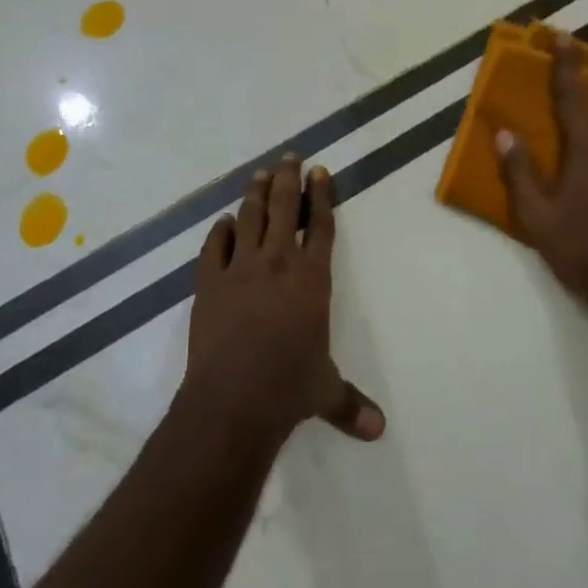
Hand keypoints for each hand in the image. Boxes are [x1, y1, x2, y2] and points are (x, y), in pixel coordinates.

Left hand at [181, 155, 385, 448]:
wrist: (233, 399)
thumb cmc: (288, 389)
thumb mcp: (325, 393)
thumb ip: (350, 404)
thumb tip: (379, 431)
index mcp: (311, 279)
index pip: (320, 226)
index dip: (321, 196)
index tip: (319, 171)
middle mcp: (277, 263)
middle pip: (284, 209)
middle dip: (288, 180)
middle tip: (290, 157)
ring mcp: (239, 269)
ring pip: (250, 218)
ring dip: (255, 193)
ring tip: (260, 173)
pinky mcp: (208, 283)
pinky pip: (214, 247)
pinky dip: (220, 231)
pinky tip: (224, 222)